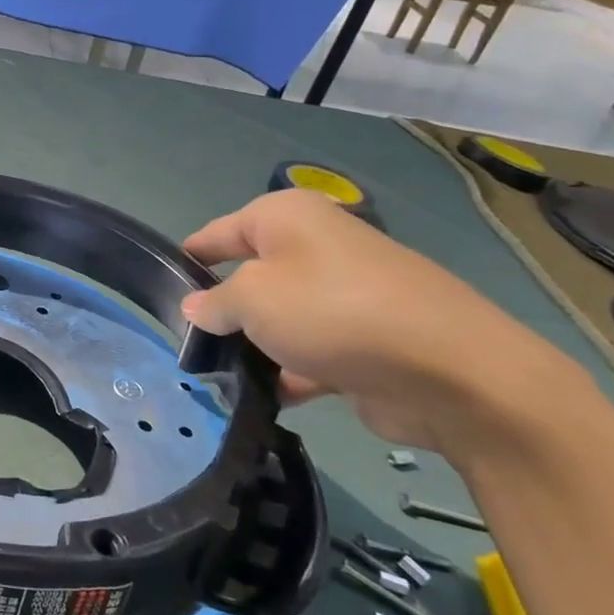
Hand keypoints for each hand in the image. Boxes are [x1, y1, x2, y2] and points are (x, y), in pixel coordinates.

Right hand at [181, 189, 577, 461]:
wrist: (451, 372)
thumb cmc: (333, 312)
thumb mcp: (251, 299)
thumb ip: (215, 303)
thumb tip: (199, 309)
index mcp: (288, 218)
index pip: (219, 232)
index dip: (189, 258)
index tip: (162, 288)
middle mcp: (318, 247)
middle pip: (250, 276)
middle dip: (223, 311)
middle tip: (190, 343)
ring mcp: (347, 295)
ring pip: (281, 318)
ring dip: (255, 345)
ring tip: (222, 378)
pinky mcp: (367, 340)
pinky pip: (312, 351)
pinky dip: (291, 371)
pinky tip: (268, 397)